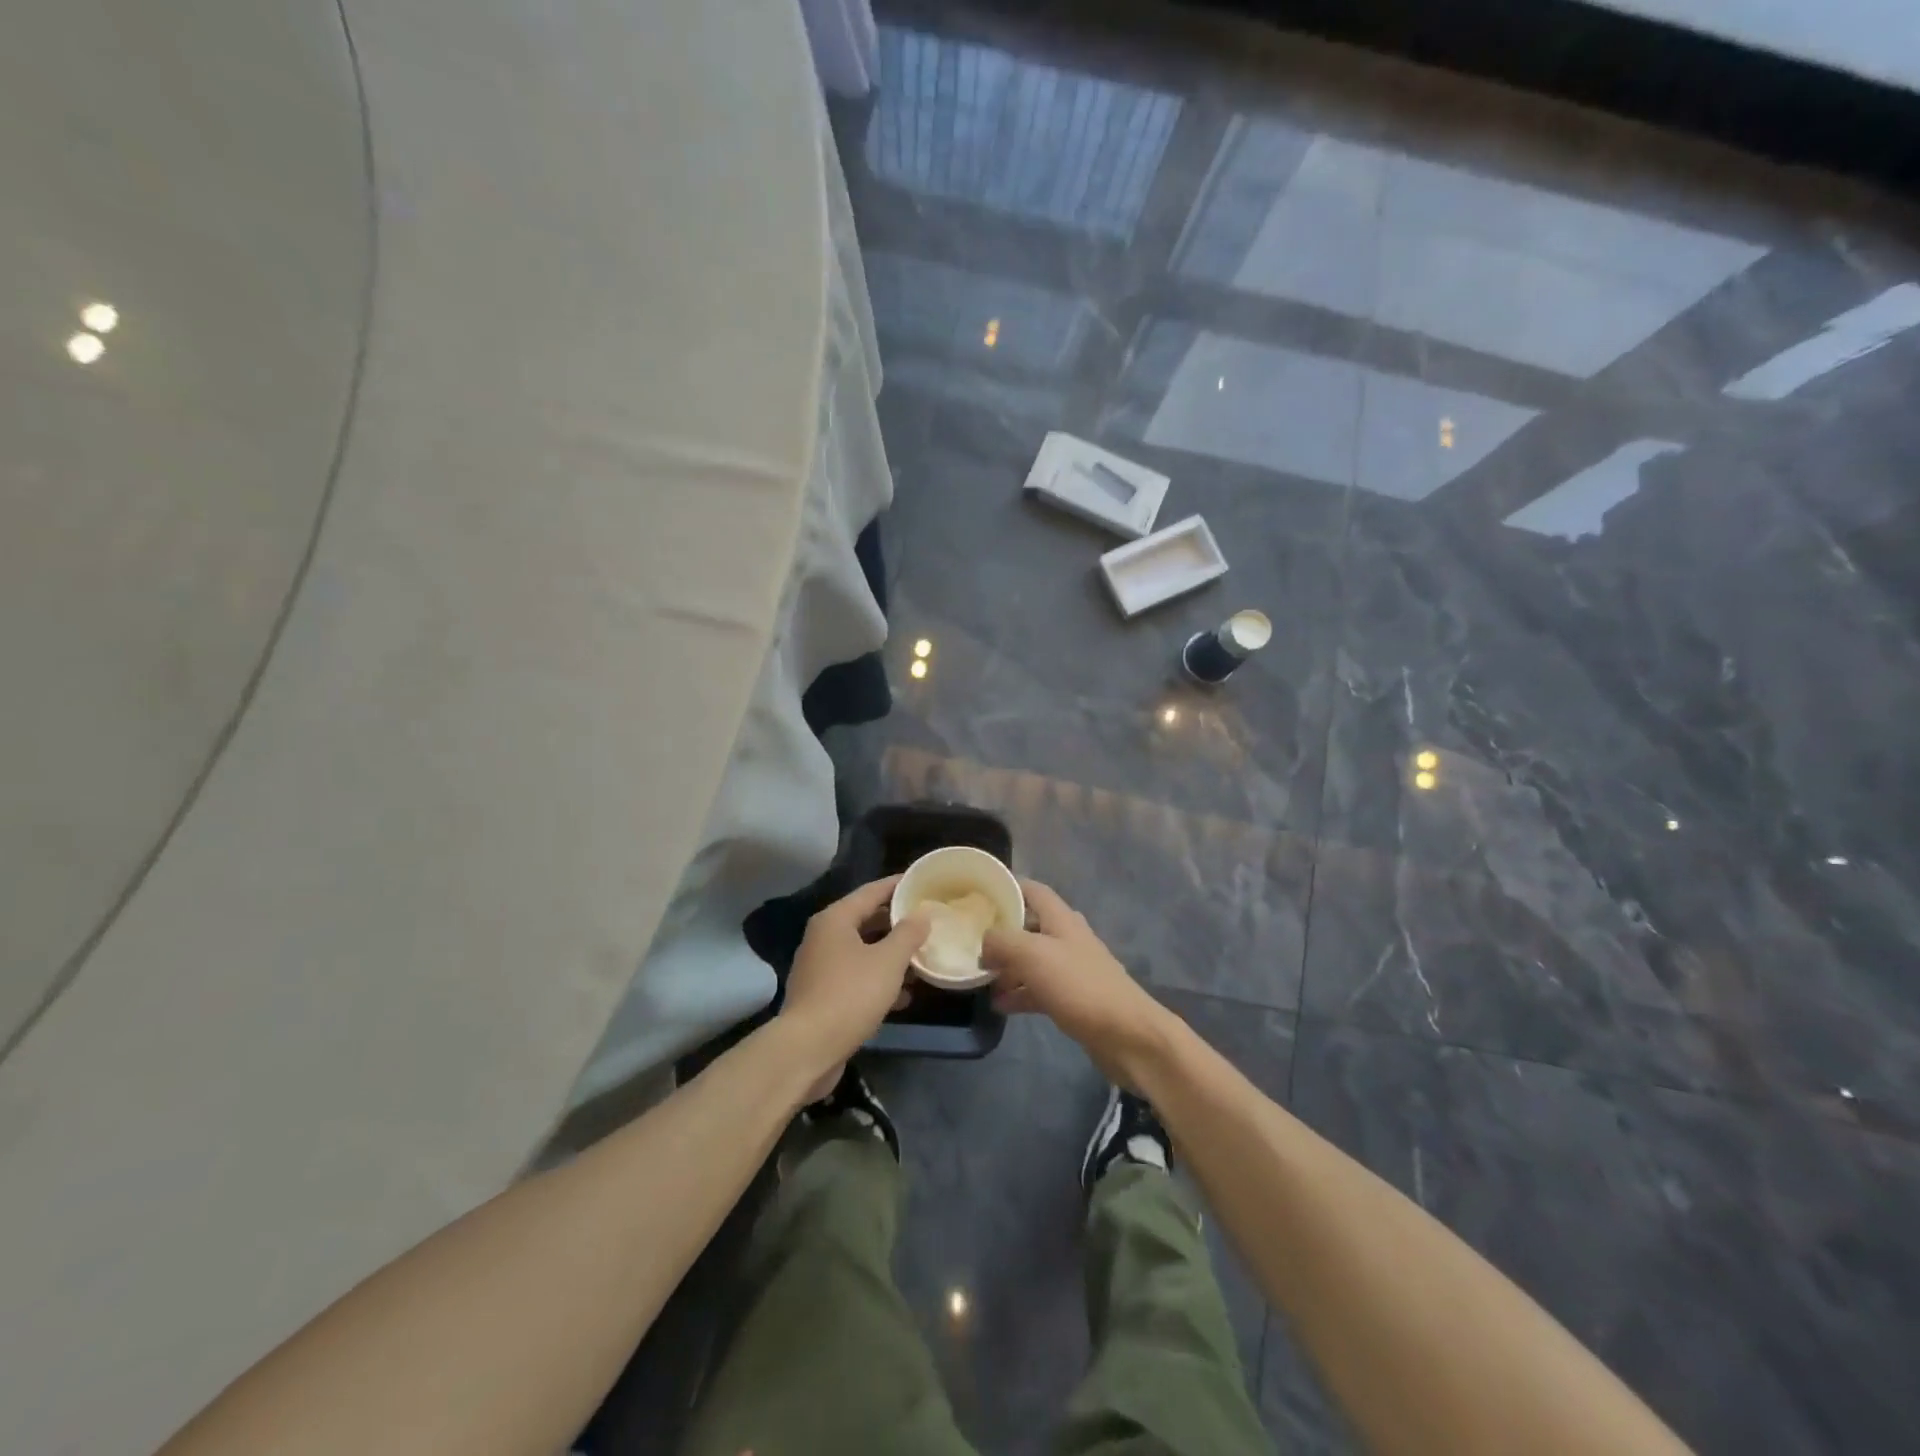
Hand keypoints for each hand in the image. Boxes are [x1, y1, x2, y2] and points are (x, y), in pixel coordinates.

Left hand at [781, 876, 928, 1094]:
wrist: (807, 1049)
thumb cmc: (850, 995)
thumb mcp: (888, 961)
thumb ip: (908, 934)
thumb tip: (922, 914)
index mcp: (835, 919)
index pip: (872, 891)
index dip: (898, 885)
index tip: (922, 882)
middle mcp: (823, 937)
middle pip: (866, 920)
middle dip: (897, 923)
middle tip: (928, 921)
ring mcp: (820, 967)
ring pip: (863, 951)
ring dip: (891, 955)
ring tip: (922, 959)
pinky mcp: (822, 994)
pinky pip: (856, 976)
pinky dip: (878, 980)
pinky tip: (904, 996)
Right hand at [981, 880, 1172, 1085]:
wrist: (1126, 1034)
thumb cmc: (1079, 985)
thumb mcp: (1032, 955)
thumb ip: (1002, 941)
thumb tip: (984, 942)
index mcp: (1061, 919)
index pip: (1032, 890)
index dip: (1007, 887)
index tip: (978, 896)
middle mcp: (1067, 938)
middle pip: (1029, 926)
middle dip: (1001, 934)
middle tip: (970, 943)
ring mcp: (1071, 969)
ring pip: (1031, 960)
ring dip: (1007, 968)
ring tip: (979, 979)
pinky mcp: (1073, 998)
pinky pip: (1038, 989)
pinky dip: (1019, 994)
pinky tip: (998, 1005)